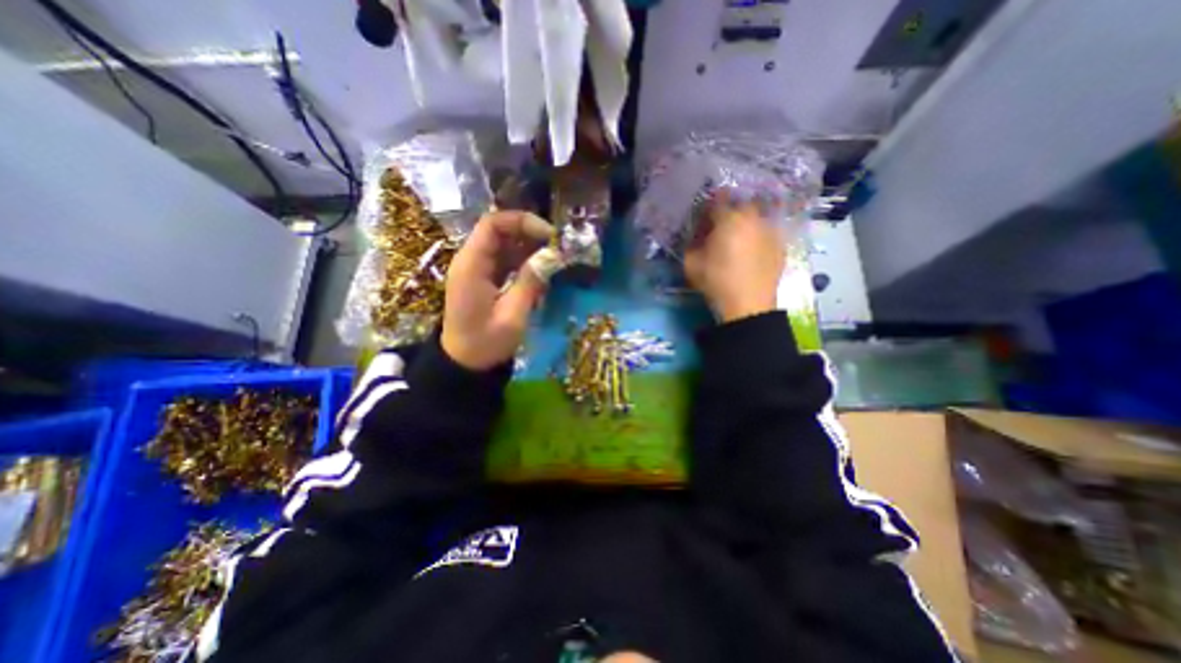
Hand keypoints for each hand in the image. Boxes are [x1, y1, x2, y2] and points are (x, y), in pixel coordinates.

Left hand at [443, 209, 553, 370]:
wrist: (465, 364)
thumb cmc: (486, 343)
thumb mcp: (512, 316)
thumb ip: (530, 283)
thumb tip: (552, 255)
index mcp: (471, 265)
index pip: (492, 224)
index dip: (522, 222)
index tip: (549, 235)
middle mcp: (471, 261)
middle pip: (500, 231)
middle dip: (530, 234)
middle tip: (557, 247)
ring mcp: (478, 270)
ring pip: (505, 245)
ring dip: (530, 248)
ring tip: (555, 258)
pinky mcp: (485, 279)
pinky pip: (506, 260)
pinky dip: (525, 262)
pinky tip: (542, 271)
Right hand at [685, 194, 780, 323]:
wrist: (748, 304)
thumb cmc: (716, 281)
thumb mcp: (691, 263)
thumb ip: (691, 245)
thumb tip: (696, 238)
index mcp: (729, 219)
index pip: (717, 201)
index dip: (709, 206)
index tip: (704, 216)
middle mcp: (753, 218)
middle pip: (741, 204)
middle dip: (731, 211)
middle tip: (722, 226)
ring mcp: (770, 230)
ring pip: (757, 217)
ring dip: (747, 223)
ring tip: (739, 238)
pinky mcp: (781, 245)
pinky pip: (767, 233)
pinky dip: (759, 237)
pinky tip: (753, 251)